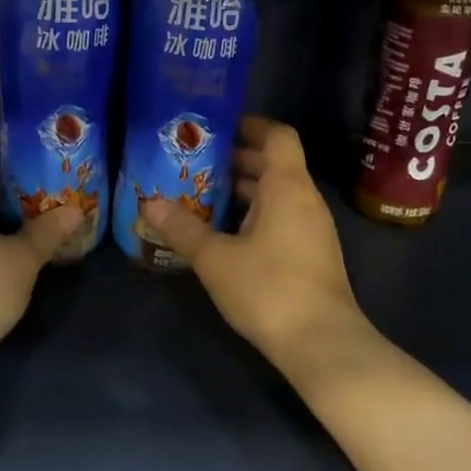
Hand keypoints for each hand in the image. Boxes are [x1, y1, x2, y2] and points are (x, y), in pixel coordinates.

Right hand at [142, 117, 367, 373]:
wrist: (322, 345)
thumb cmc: (269, 289)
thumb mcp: (215, 258)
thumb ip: (182, 229)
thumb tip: (147, 204)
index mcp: (287, 186)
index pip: (277, 135)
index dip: (251, 125)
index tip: (218, 128)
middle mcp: (305, 198)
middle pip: (274, 164)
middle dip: (236, 160)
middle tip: (196, 162)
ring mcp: (313, 228)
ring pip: (277, 193)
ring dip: (244, 190)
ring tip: (203, 195)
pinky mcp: (312, 254)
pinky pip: (282, 217)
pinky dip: (255, 213)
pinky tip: (226, 233)